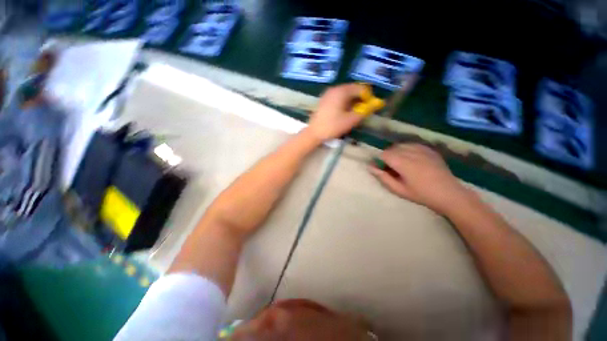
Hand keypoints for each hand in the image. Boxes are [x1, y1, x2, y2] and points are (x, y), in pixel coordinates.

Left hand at [306, 83, 369, 141]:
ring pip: (344, 93)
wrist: (314, 133)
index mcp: (341, 91)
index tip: (369, 106)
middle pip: (352, 89)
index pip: (360, 88)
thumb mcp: (350, 120)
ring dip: (352, 101)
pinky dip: (344, 102)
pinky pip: (337, 97)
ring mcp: (327, 94)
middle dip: (359, 98)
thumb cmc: (332, 126)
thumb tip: (373, 105)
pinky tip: (344, 112)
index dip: (367, 96)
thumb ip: (363, 111)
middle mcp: (334, 89)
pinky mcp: (324, 100)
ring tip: (354, 112)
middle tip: (362, 109)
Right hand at [369, 144, 471, 214]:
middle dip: (388, 156)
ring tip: (402, 163)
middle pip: (392, 148)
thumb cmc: (421, 194)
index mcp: (402, 162)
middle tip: (392, 168)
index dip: (380, 160)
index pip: (384, 154)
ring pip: (402, 145)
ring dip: (397, 152)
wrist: (448, 193)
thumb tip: (370, 167)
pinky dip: (408, 149)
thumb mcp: (398, 189)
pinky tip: (412, 159)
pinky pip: (413, 145)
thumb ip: (383, 177)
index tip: (383, 169)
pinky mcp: (429, 150)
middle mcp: (411, 152)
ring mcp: (422, 149)